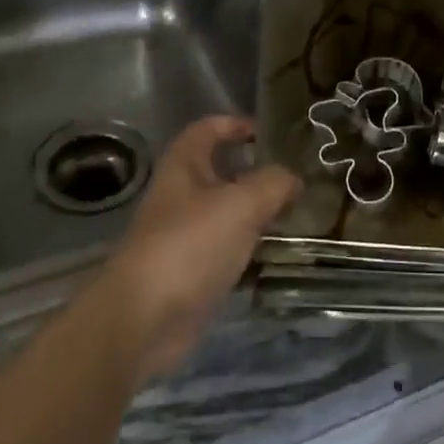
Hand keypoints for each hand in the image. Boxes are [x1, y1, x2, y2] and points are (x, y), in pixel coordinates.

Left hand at [95, 116, 299, 383]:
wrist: (145, 319)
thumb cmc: (190, 245)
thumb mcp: (240, 204)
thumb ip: (273, 184)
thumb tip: (294, 178)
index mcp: (184, 165)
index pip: (209, 128)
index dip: (237, 124)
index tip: (272, 134)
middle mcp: (182, 195)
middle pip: (221, 171)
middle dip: (257, 171)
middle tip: (296, 177)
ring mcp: (186, 235)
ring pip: (228, 212)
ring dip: (258, 212)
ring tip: (298, 213)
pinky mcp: (193, 271)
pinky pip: (228, 249)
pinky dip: (252, 249)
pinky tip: (279, 252)